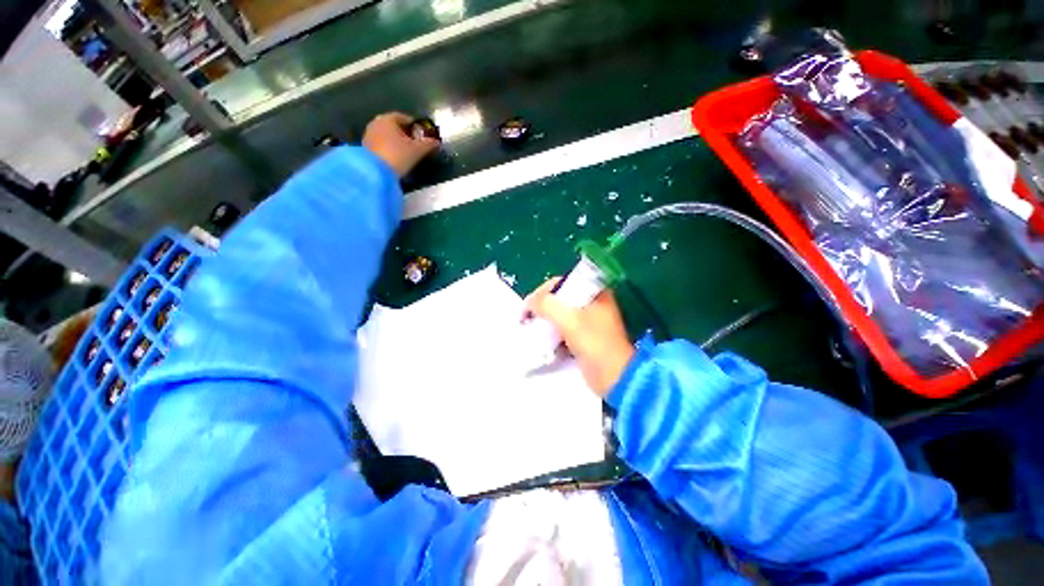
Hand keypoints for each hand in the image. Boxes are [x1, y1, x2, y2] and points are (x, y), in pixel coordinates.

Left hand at [362, 112, 440, 176]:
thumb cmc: (398, 156)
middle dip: (405, 134)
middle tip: (416, 144)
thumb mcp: (417, 151)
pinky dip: (389, 148)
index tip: (423, 135)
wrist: (375, 172)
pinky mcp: (365, 148)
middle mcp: (376, 123)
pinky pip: (381, 144)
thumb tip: (437, 141)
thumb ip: (428, 144)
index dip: (415, 126)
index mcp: (388, 119)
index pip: (404, 118)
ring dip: (396, 141)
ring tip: (407, 153)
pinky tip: (396, 158)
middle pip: (394, 126)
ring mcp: (368, 135)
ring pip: (387, 135)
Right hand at [525, 278, 635, 396]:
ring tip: (531, 329)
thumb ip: (545, 305)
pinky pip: (563, 331)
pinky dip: (552, 334)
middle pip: (559, 300)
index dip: (542, 292)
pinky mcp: (585, 338)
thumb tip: (529, 303)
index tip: (528, 305)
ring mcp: (589, 322)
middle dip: (541, 308)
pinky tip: (543, 342)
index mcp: (594, 293)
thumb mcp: (567, 319)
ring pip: (560, 316)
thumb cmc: (593, 343)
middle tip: (526, 318)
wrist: (614, 376)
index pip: (562, 283)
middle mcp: (592, 304)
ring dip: (545, 322)